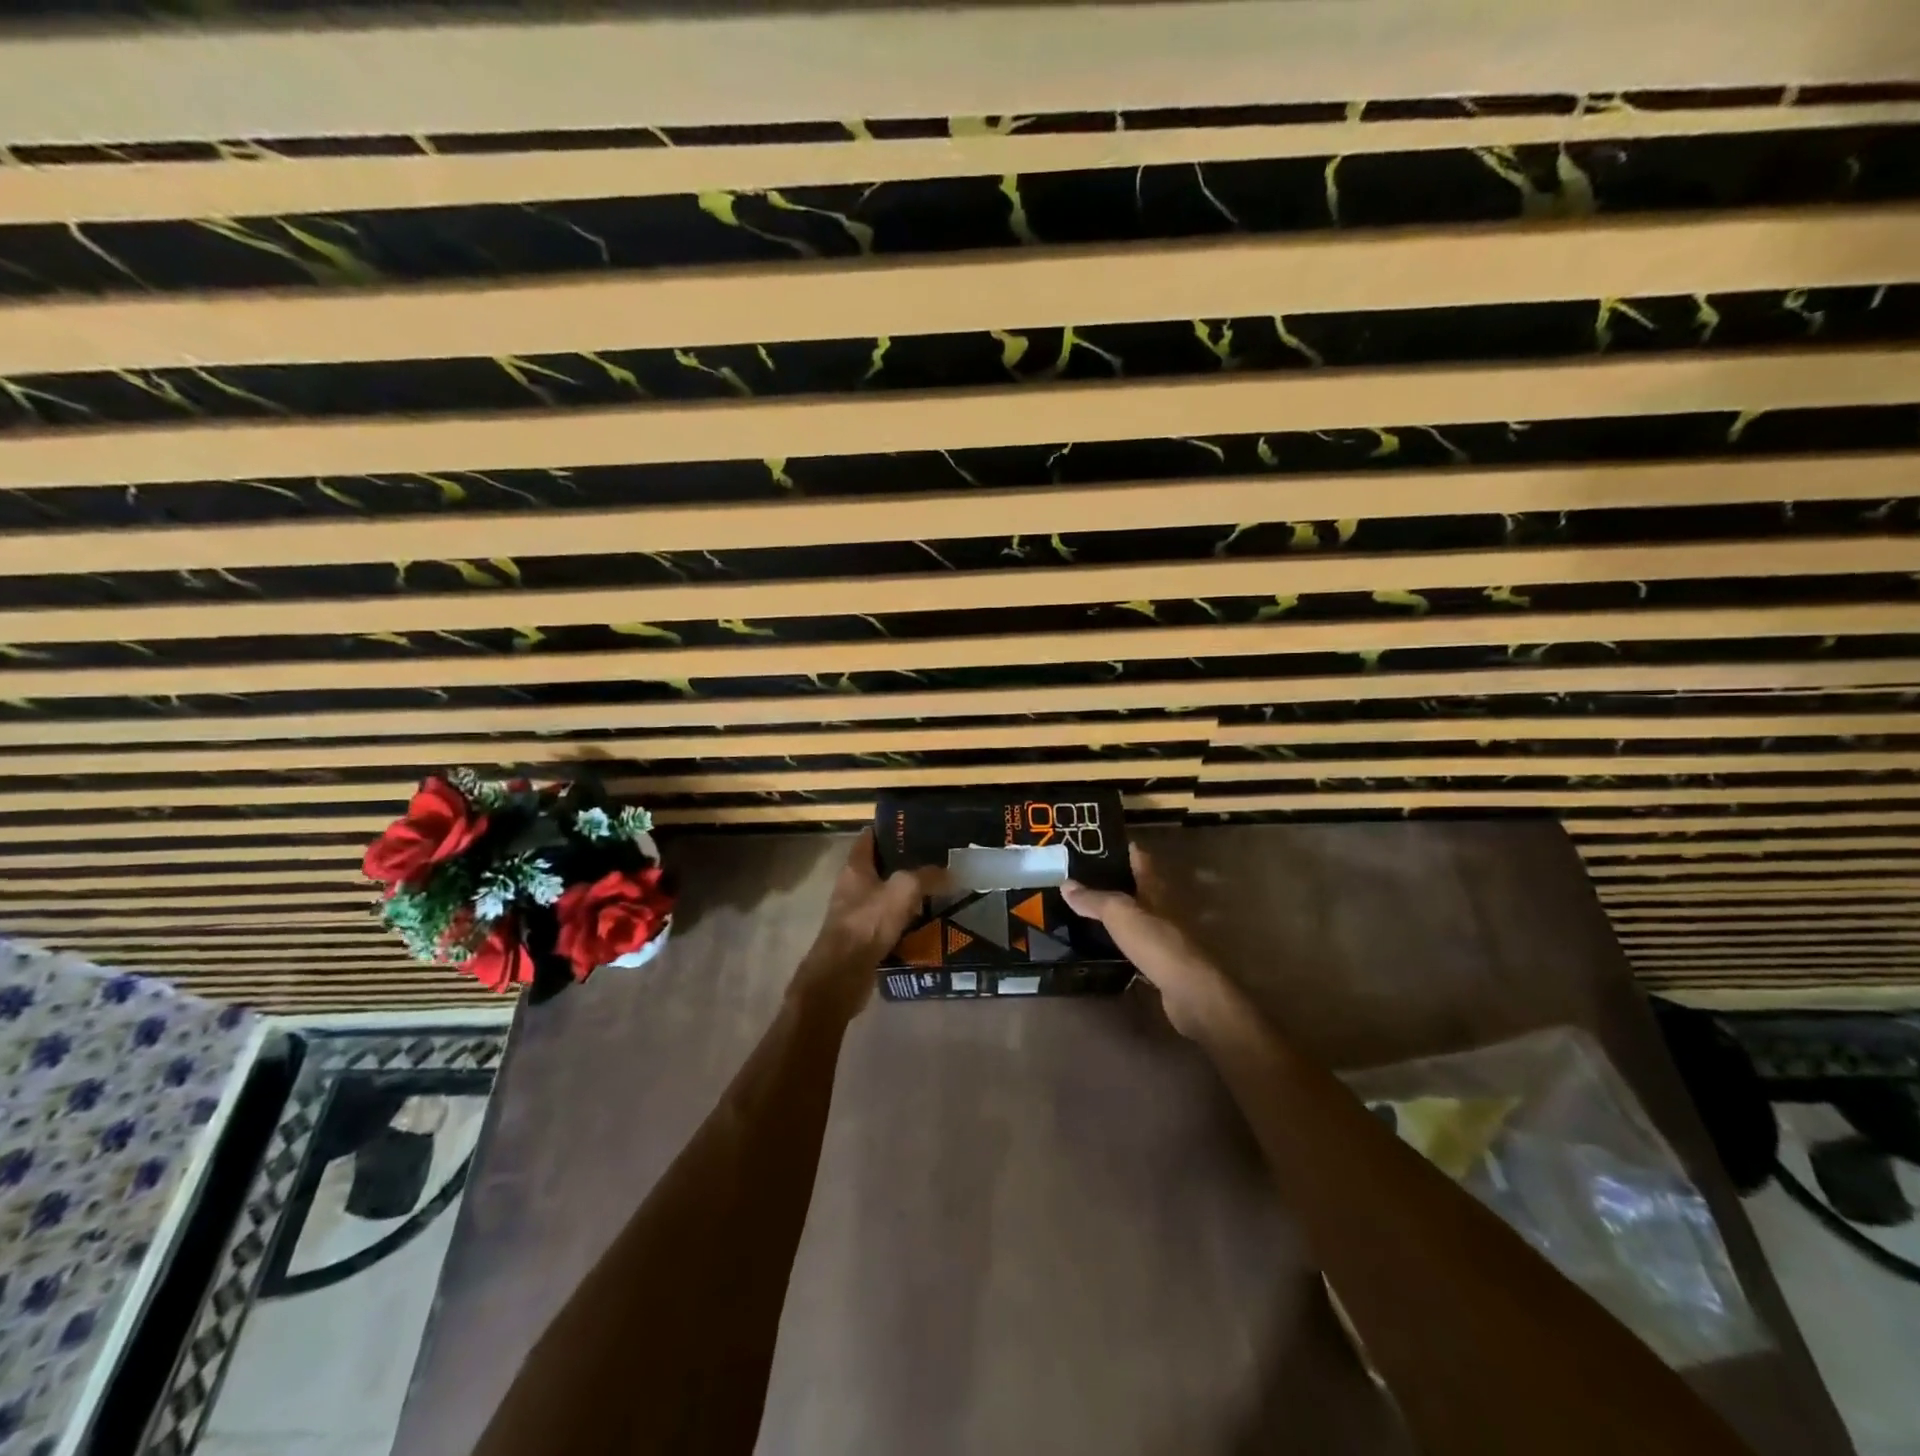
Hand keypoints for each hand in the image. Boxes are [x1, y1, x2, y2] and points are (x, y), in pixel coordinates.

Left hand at [791, 828, 943, 1018]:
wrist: (842, 974)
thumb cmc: (868, 923)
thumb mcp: (903, 890)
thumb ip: (927, 877)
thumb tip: (952, 873)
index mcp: (855, 867)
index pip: (869, 837)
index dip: (890, 829)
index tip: (916, 826)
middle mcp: (852, 887)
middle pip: (879, 867)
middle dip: (905, 863)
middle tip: (936, 859)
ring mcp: (855, 914)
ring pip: (885, 896)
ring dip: (906, 895)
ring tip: (937, 890)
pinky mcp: (862, 939)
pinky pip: (887, 923)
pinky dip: (904, 921)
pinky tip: (926, 923)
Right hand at [1061, 844, 1232, 1039]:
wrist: (1189, 991)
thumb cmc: (1156, 942)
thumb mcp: (1119, 913)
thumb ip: (1094, 899)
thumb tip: (1066, 884)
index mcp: (1155, 888)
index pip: (1140, 859)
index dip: (1123, 849)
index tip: (1098, 843)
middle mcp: (1163, 908)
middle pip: (1139, 887)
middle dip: (1115, 881)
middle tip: (1082, 878)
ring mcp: (1164, 936)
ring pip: (1137, 916)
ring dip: (1117, 912)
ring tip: (1086, 908)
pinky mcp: (1162, 962)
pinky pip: (1136, 944)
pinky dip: (1121, 940)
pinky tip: (1103, 943)